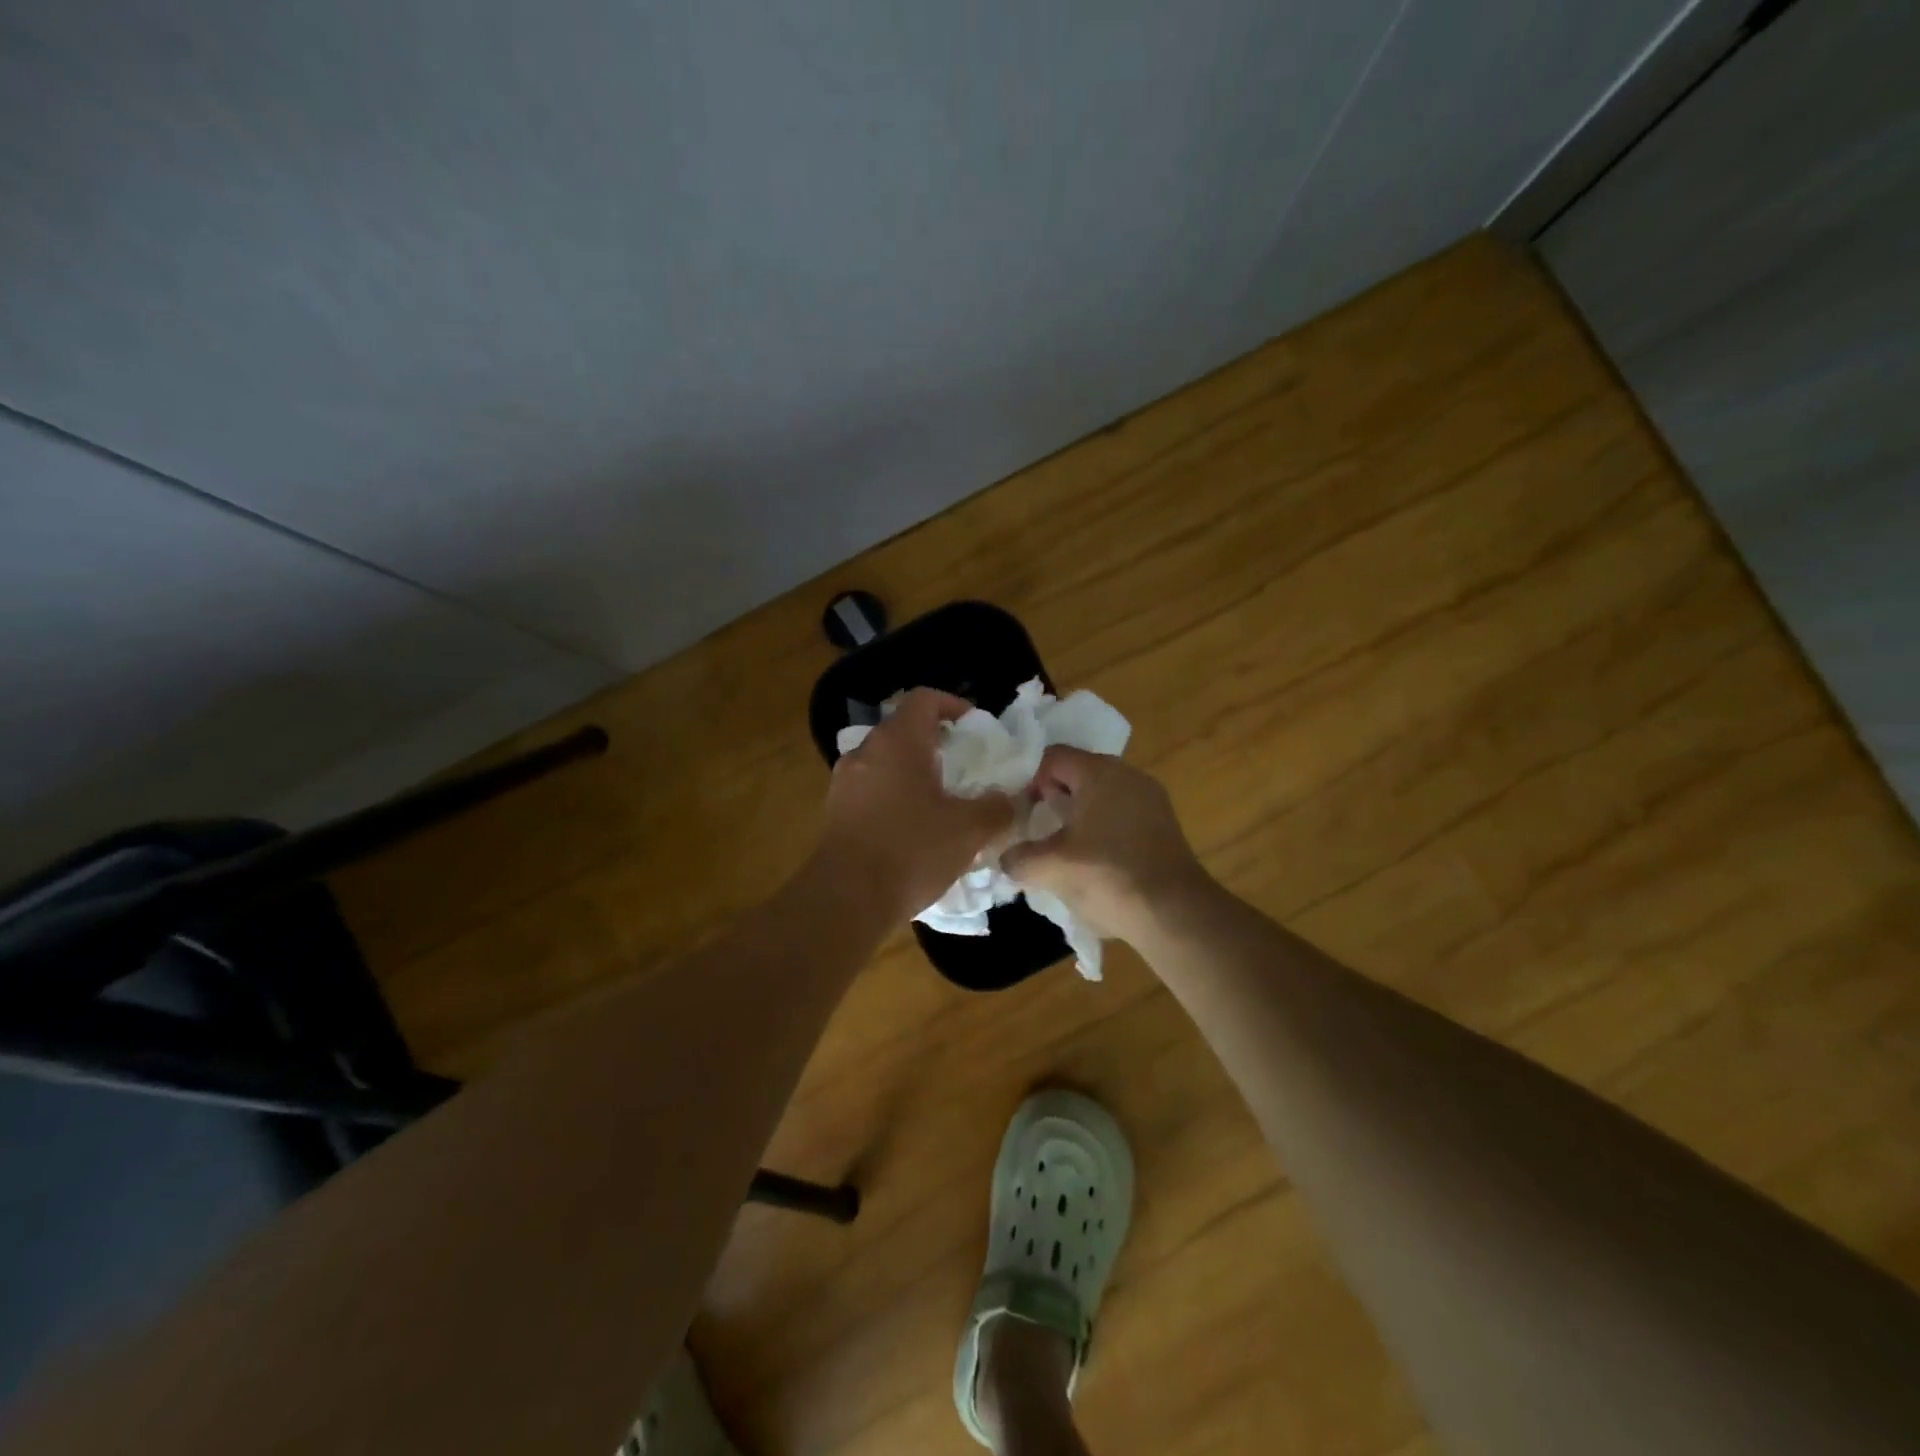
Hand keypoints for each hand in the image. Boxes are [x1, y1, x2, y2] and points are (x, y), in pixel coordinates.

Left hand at [819, 688, 1016, 923]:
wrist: (846, 899)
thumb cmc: (911, 850)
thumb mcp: (968, 830)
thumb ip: (995, 808)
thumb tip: (1008, 800)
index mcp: (897, 741)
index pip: (924, 699)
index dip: (953, 705)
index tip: (974, 726)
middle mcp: (865, 752)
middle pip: (903, 730)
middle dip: (935, 744)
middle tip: (963, 768)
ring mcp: (844, 782)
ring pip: (885, 762)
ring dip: (913, 772)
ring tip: (941, 801)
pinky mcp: (834, 811)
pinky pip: (871, 790)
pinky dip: (894, 797)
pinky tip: (913, 829)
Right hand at [1001, 747, 1211, 945]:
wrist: (1174, 913)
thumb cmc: (1108, 876)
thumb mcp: (1051, 868)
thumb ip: (1018, 858)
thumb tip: (1006, 858)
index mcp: (1100, 771)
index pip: (1052, 757)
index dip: (1027, 779)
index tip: (1015, 810)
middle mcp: (1127, 774)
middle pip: (1077, 774)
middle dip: (1051, 798)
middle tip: (1032, 827)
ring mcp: (1150, 799)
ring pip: (1100, 795)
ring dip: (1076, 815)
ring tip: (1058, 846)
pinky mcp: (1162, 825)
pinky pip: (1120, 814)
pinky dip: (1100, 828)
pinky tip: (1090, 859)